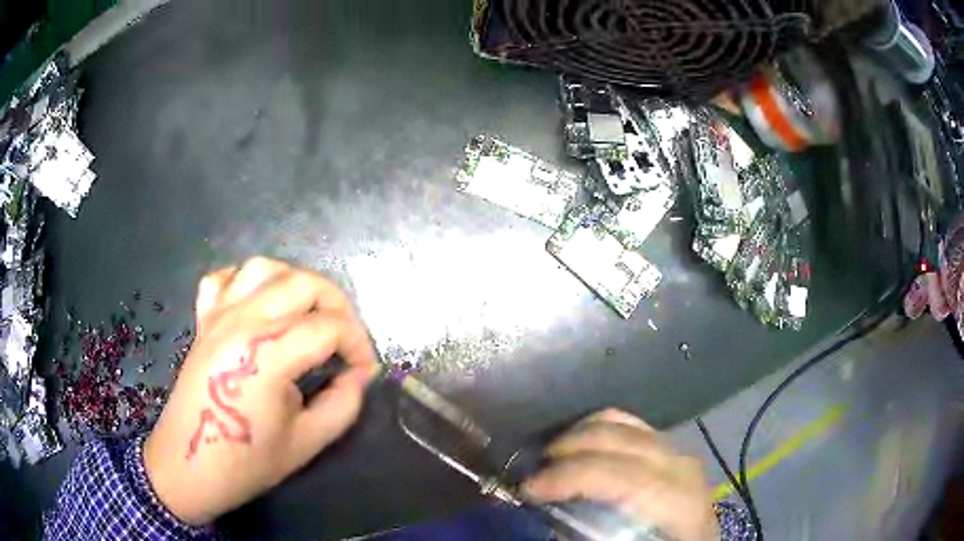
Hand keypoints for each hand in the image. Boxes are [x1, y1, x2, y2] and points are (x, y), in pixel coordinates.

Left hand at [143, 257, 377, 524]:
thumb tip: (359, 376)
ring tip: (309, 314)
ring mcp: (219, 316)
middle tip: (347, 340)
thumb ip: (343, 404)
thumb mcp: (306, 443)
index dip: (358, 346)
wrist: (189, 466)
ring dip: (296, 283)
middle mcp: (243, 323)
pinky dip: (248, 282)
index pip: (329, 328)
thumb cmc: (246, 462)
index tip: (365, 371)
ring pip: (266, 268)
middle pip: (304, 283)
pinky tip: (260, 305)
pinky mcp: (203, 320)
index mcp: (268, 356)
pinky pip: (226, 278)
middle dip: (338, 306)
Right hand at [522, 409, 718, 540]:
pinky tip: (579, 446)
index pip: (622, 477)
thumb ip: (587, 533)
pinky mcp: (669, 448)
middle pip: (620, 441)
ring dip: (579, 436)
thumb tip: (541, 521)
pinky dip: (598, 428)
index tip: (528, 490)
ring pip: (623, 423)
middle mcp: (681, 468)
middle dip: (568, 450)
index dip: (571, 477)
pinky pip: (630, 424)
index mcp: (677, 502)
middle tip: (531, 474)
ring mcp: (677, 451)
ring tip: (549, 459)